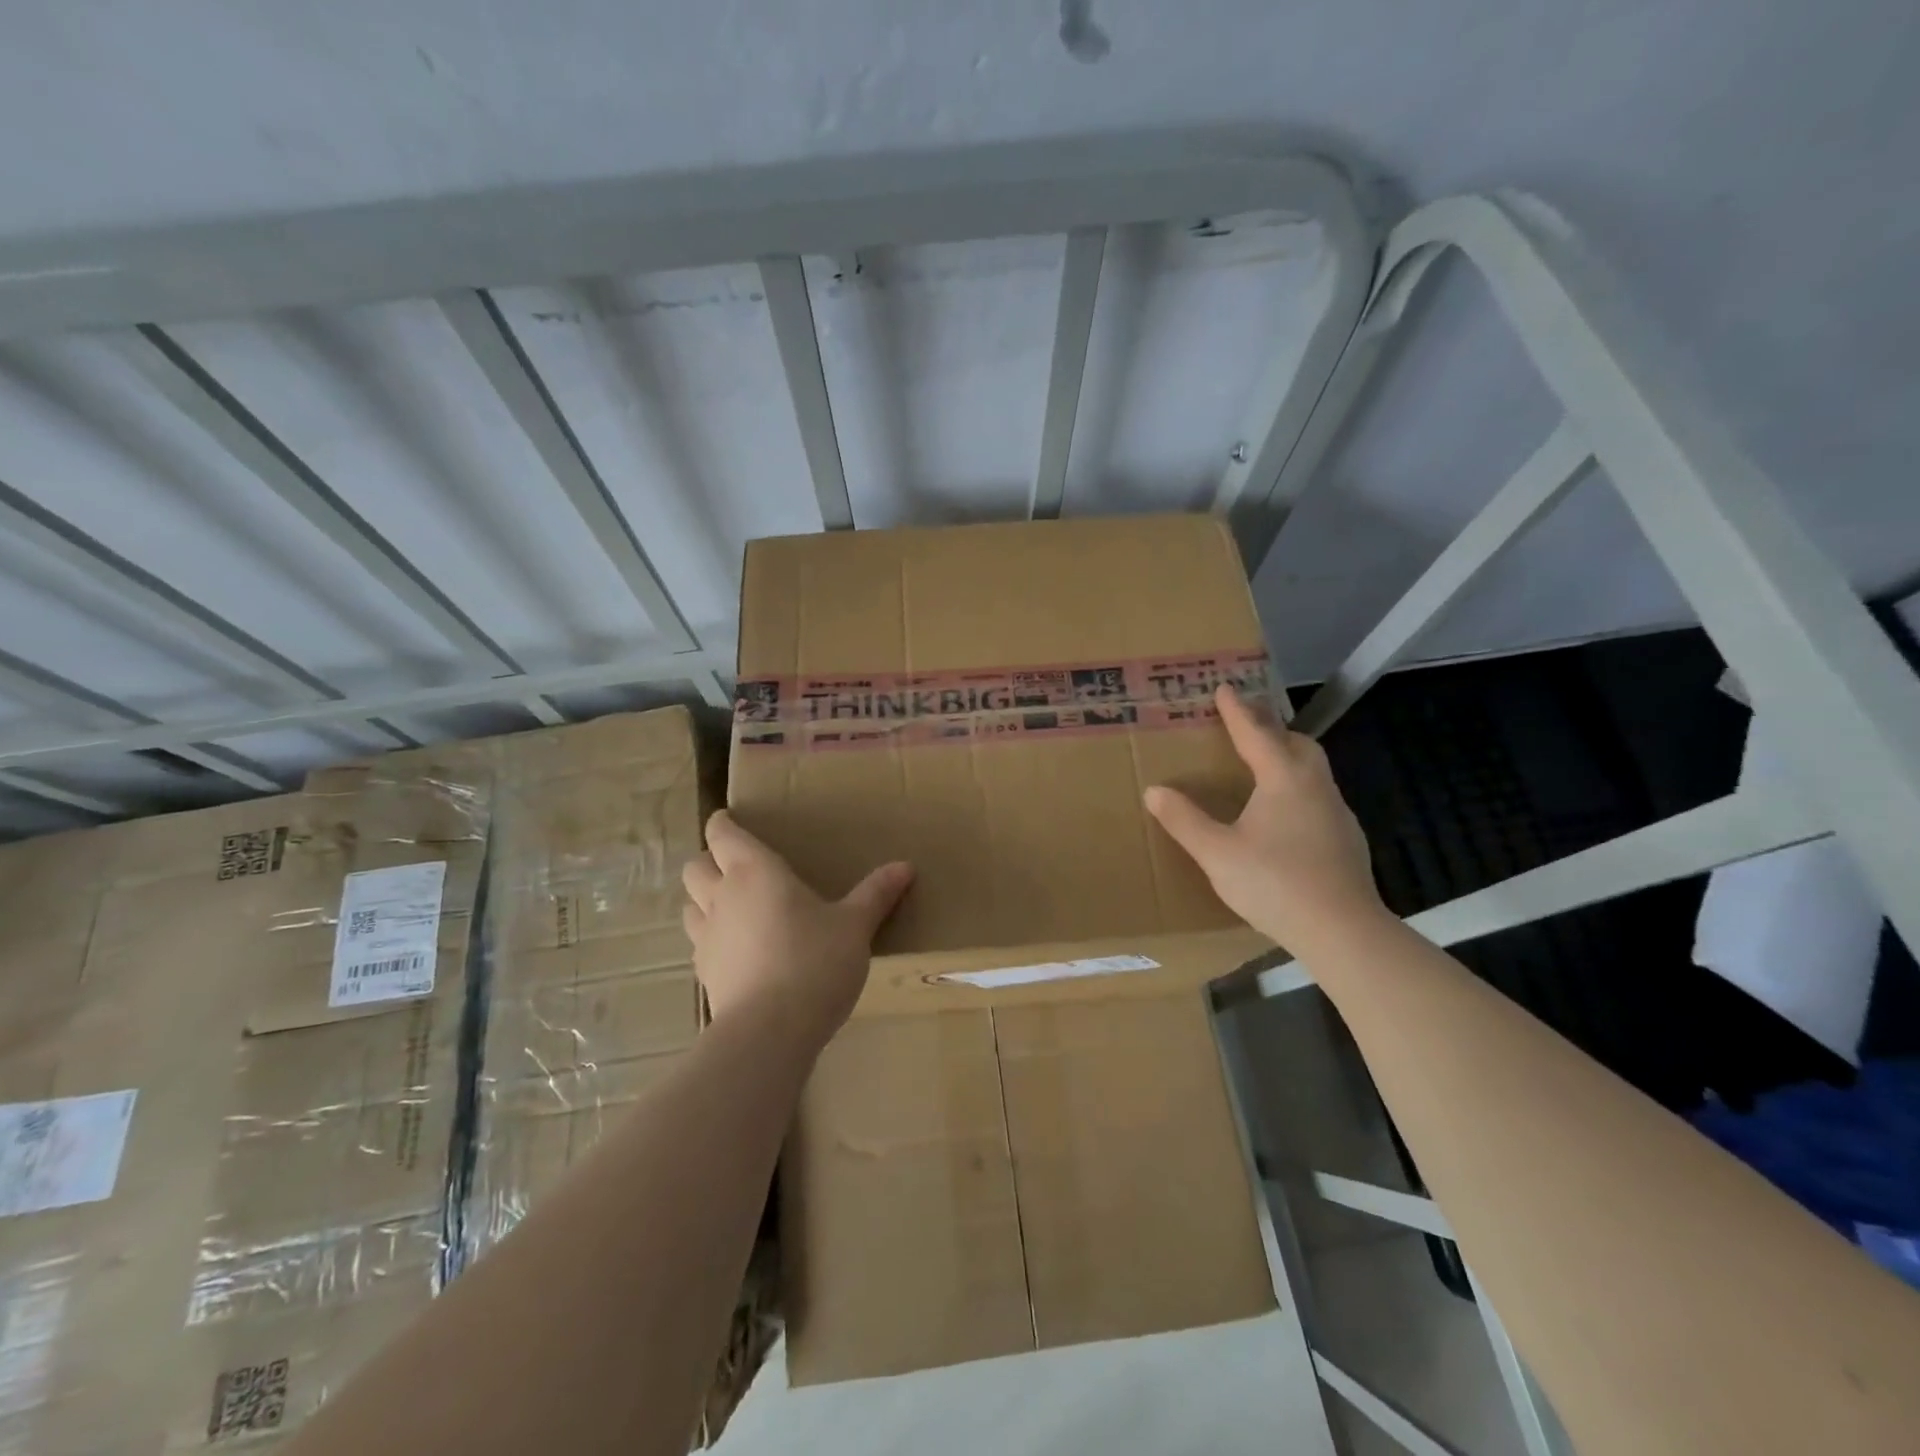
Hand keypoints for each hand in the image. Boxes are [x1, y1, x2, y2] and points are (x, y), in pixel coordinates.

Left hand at [681, 810, 913, 1041]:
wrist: (770, 1031)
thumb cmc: (815, 961)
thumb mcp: (855, 926)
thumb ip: (876, 894)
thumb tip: (907, 866)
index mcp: (755, 872)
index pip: (722, 835)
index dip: (722, 824)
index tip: (728, 819)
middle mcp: (722, 896)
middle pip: (696, 866)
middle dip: (710, 861)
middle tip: (736, 867)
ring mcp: (706, 937)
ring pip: (689, 905)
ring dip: (704, 900)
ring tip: (733, 908)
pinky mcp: (704, 974)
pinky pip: (699, 943)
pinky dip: (712, 939)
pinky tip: (738, 952)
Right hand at [1145, 685, 1385, 951]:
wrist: (1342, 930)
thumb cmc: (1275, 883)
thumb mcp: (1217, 853)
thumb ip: (1185, 820)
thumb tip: (1154, 791)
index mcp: (1283, 779)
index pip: (1256, 734)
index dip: (1237, 711)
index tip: (1225, 688)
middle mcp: (1315, 786)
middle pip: (1296, 743)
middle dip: (1271, 728)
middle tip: (1248, 724)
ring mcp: (1336, 813)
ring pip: (1312, 770)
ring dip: (1288, 757)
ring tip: (1264, 765)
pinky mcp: (1346, 839)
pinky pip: (1318, 796)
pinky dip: (1298, 788)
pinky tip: (1285, 815)